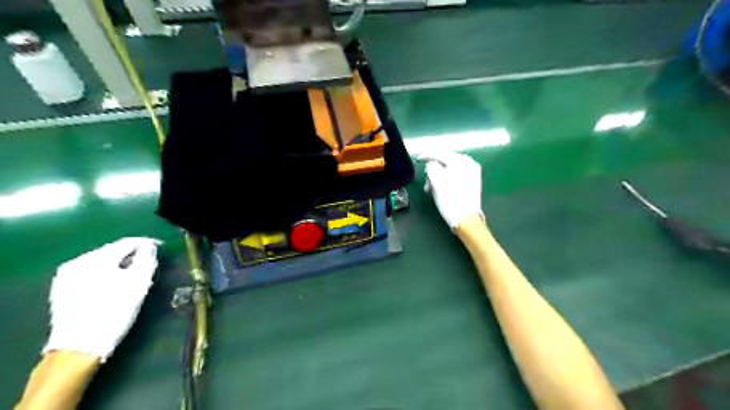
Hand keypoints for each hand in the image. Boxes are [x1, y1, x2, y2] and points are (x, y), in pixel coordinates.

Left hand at [44, 236, 161, 361]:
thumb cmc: (114, 312)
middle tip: (150, 263)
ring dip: (120, 265)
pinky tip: (115, 285)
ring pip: (102, 263)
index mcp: (96, 258)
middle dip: (133, 255)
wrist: (79, 347)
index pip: (127, 242)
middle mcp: (77, 262)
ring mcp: (66, 277)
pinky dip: (106, 274)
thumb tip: (148, 248)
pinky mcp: (62, 291)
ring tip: (135, 274)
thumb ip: (147, 260)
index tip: (161, 247)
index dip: (147, 243)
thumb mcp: (139, 283)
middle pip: (113, 251)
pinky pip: (91, 273)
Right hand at [416, 150, 482, 230]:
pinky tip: (440, 189)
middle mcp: (468, 163)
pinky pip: (454, 175)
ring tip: (431, 188)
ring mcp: (472, 173)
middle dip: (432, 169)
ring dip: (438, 176)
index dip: (426, 154)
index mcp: (460, 160)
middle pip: (445, 160)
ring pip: (449, 169)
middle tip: (425, 181)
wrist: (466, 219)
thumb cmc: (449, 198)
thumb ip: (431, 166)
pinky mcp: (472, 182)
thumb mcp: (435, 180)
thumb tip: (431, 164)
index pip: (439, 153)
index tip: (416, 157)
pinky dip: (445, 180)